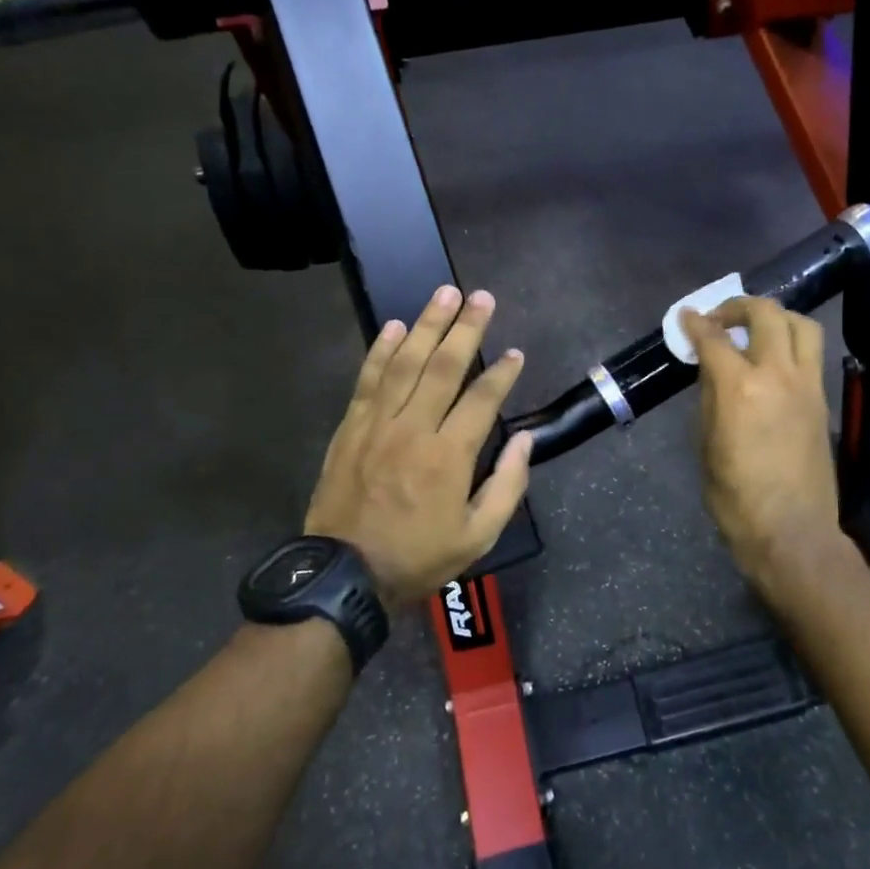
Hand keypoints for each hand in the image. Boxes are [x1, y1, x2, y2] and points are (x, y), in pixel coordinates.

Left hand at [304, 286, 534, 607]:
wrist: (345, 574)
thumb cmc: (418, 556)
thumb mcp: (478, 536)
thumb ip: (507, 485)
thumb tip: (524, 439)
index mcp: (449, 456)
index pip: (481, 399)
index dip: (502, 373)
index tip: (515, 353)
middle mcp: (414, 429)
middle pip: (443, 366)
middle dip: (466, 328)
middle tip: (481, 298)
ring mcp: (378, 424)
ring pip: (405, 363)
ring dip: (426, 325)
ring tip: (444, 294)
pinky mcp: (351, 427)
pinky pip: (368, 379)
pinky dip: (381, 350)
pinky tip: (395, 327)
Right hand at [680, 297, 841, 589]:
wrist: (791, 531)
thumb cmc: (736, 497)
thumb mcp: (708, 444)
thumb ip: (711, 398)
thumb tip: (712, 370)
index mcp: (740, 388)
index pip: (715, 339)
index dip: (696, 323)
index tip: (686, 316)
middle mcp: (778, 375)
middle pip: (766, 314)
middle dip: (738, 306)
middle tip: (720, 318)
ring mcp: (807, 385)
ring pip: (802, 325)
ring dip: (775, 317)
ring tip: (755, 331)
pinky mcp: (823, 400)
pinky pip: (810, 354)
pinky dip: (790, 343)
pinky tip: (773, 361)